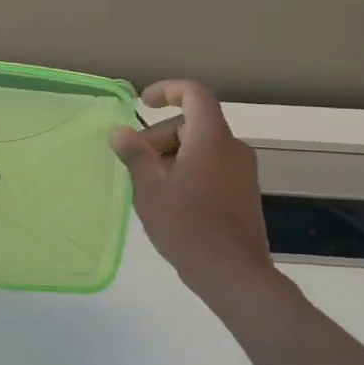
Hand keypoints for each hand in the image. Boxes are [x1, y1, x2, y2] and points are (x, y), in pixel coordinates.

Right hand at [110, 80, 302, 332]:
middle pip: (193, 123)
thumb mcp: (150, 188)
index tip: (142, 103)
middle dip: (159, 135)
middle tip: (135, 163)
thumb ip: (135, 154)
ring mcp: (242, 171)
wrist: (233, 274)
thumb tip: (120, 132)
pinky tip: (170, 199)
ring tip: (149, 185)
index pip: (195, 94)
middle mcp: (232, 148)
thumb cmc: (187, 226)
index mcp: (211, 139)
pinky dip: (187, 170)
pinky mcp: (243, 192)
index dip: (168, 90)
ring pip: (201, 146)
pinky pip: (211, 166)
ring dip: (171, 155)